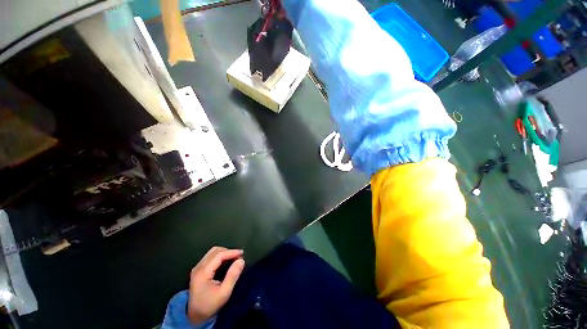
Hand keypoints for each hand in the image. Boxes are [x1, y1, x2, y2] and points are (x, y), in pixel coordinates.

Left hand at [187, 247, 244, 323]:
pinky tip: (225, 261)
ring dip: (224, 252)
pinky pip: (210, 256)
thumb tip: (241, 260)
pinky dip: (219, 256)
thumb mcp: (224, 293)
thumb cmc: (210, 305)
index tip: (242, 253)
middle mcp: (198, 267)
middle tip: (238, 257)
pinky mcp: (197, 270)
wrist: (195, 316)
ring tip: (233, 258)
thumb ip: (233, 275)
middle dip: (228, 251)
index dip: (231, 252)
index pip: (219, 255)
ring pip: (212, 252)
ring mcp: (197, 268)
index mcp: (203, 272)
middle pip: (215, 251)